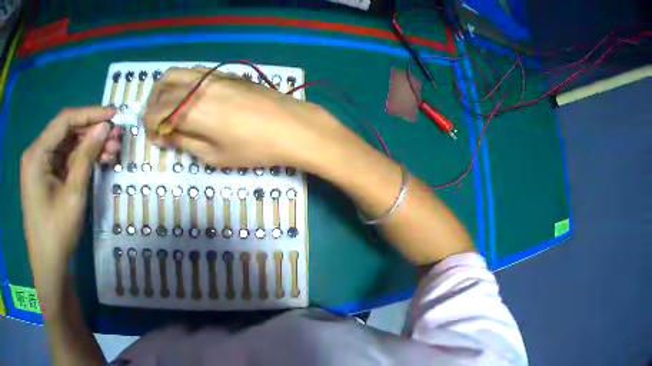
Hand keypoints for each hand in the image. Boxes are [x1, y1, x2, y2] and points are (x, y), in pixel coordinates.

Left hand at [20, 106, 116, 291]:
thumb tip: (105, 126)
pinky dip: (81, 159)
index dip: (90, 114)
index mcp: (36, 154)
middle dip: (91, 132)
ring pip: (67, 145)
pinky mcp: (44, 177)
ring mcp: (39, 166)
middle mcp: (36, 153)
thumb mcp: (73, 194)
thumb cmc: (57, 233)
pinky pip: (64, 160)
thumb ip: (86, 156)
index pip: (65, 120)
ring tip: (112, 150)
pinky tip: (98, 161)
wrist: (48, 267)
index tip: (114, 114)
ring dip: (88, 146)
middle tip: (116, 137)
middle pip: (66, 132)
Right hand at [143, 67, 348, 168]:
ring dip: (166, 90)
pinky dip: (183, 83)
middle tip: (157, 123)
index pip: (155, 111)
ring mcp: (214, 75)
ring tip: (170, 109)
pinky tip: (191, 99)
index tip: (156, 139)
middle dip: (152, 105)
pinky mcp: (227, 73)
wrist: (293, 127)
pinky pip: (195, 72)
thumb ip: (184, 142)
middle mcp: (198, 85)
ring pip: (178, 73)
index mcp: (190, 109)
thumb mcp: (214, 155)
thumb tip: (165, 135)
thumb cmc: (254, 148)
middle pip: (162, 85)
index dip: (150, 126)